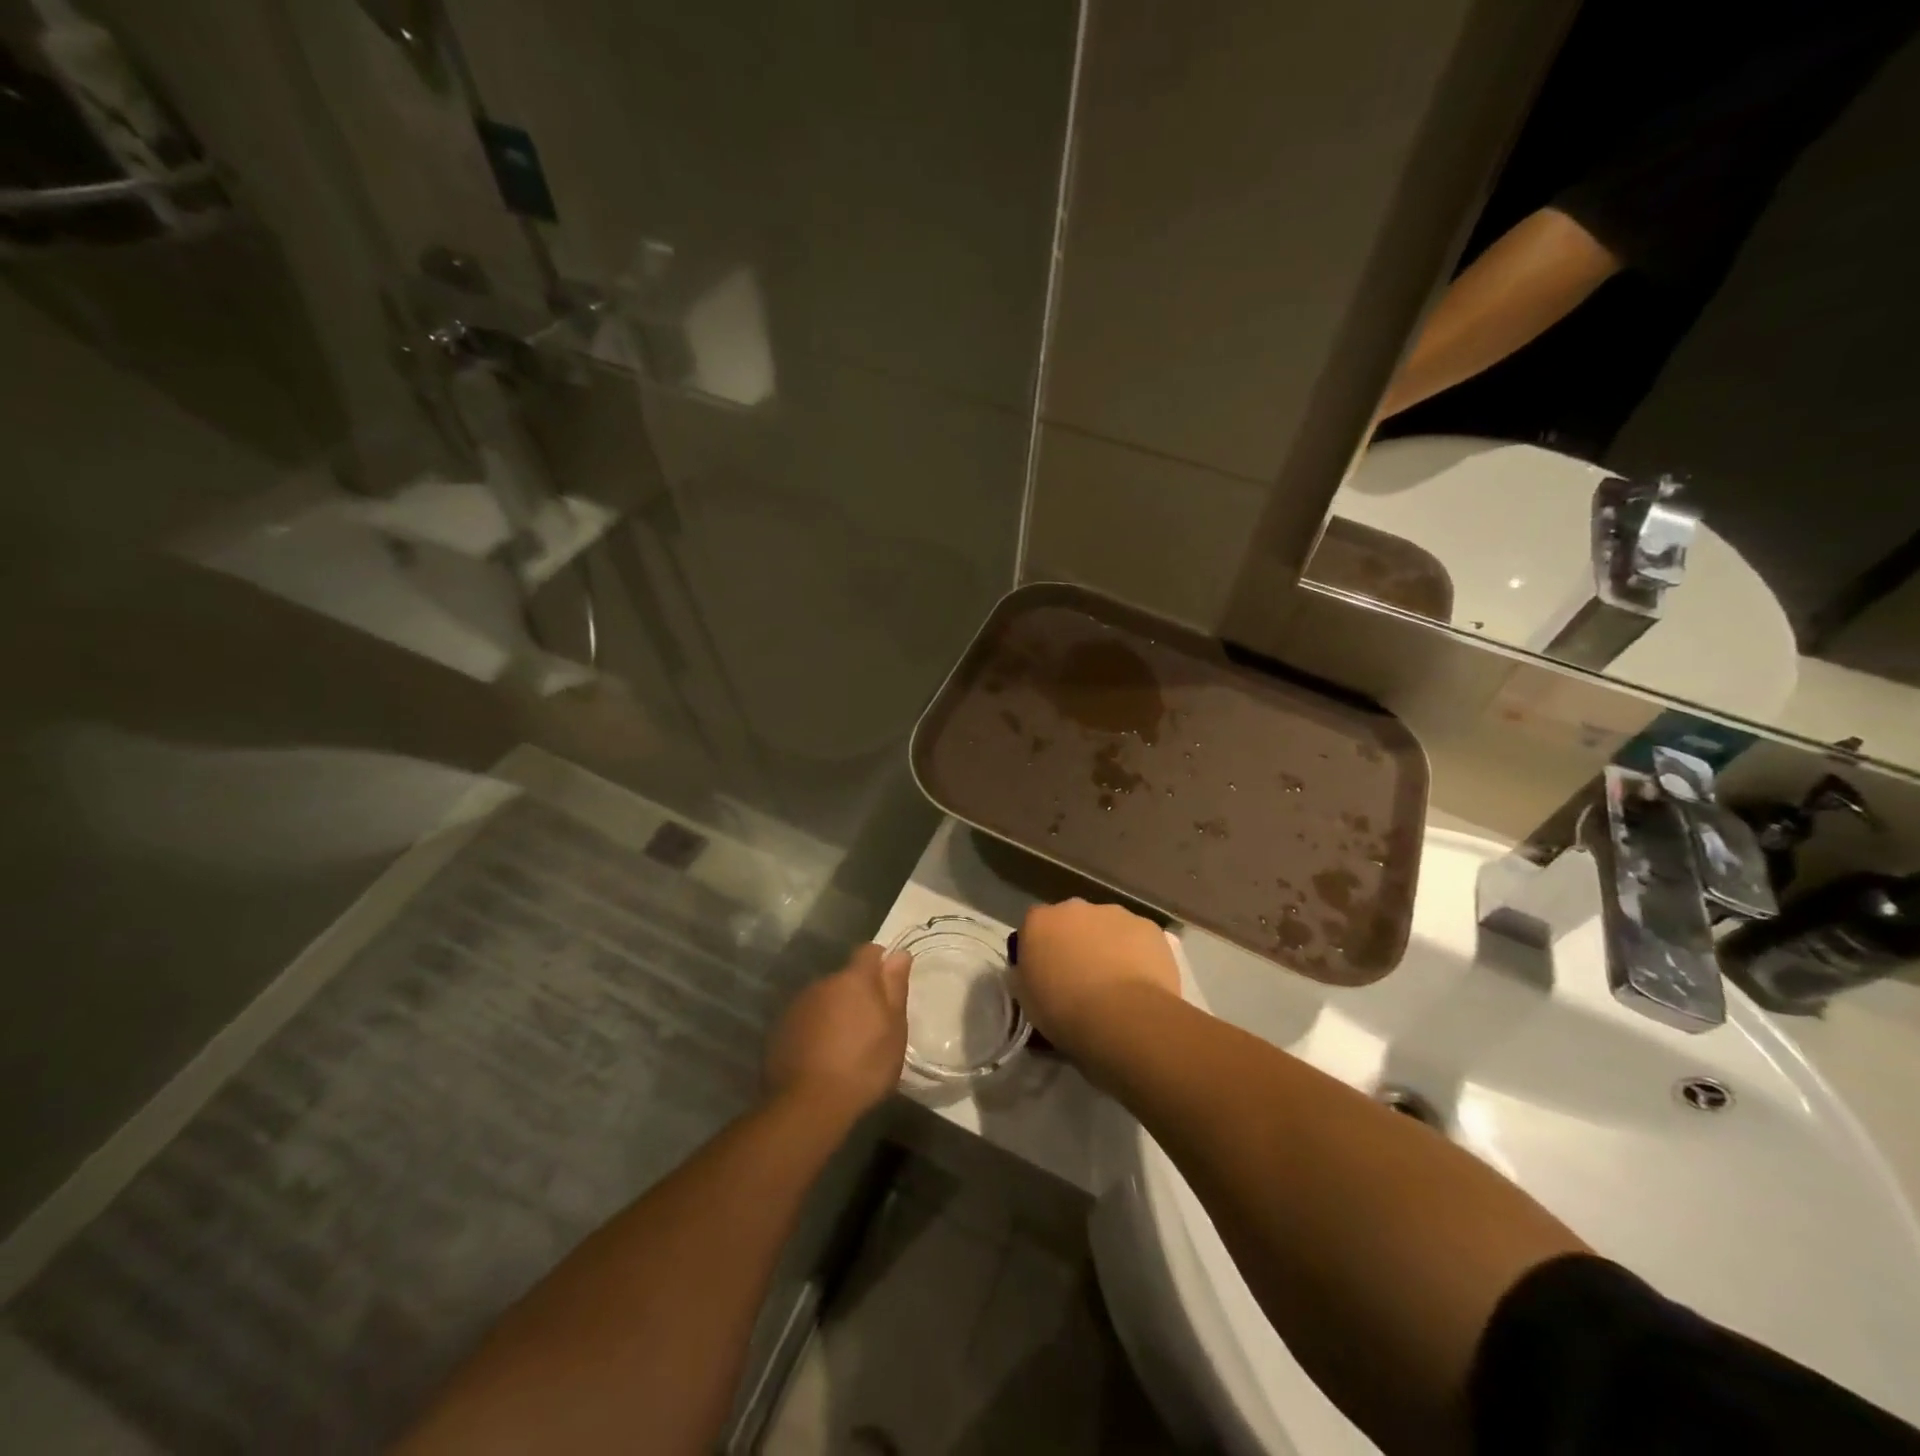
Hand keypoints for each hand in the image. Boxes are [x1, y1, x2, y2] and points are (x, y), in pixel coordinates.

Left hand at [765, 944, 910, 1119]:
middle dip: (856, 993)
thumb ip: (895, 987)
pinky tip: (820, 1056)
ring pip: (823, 999)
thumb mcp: (894, 1030)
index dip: (880, 963)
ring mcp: (798, 1005)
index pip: (869, 951)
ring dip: (834, 1012)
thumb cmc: (863, 1066)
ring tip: (843, 1045)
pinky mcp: (779, 1029)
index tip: (888, 985)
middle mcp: (822, 983)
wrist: (808, 1105)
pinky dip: (814, 1029)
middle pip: (844, 978)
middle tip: (869, 1026)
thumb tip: (899, 953)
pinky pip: (805, 1019)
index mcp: (854, 979)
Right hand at [1014, 899, 1180, 1050]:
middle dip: (1075, 943)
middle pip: (1071, 922)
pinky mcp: (1148, 926)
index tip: (1046, 976)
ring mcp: (1114, 913)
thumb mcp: (1028, 1000)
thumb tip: (1037, 971)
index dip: (1040, 951)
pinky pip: (1137, 938)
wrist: (1124, 1018)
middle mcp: (1074, 907)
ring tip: (1115, 986)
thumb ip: (1028, 974)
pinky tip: (1140, 983)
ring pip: (1106, 927)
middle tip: (1081, 980)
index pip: (1033, 928)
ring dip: (1106, 946)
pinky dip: (1136, 954)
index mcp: (1039, 921)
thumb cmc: (1065, 1012)